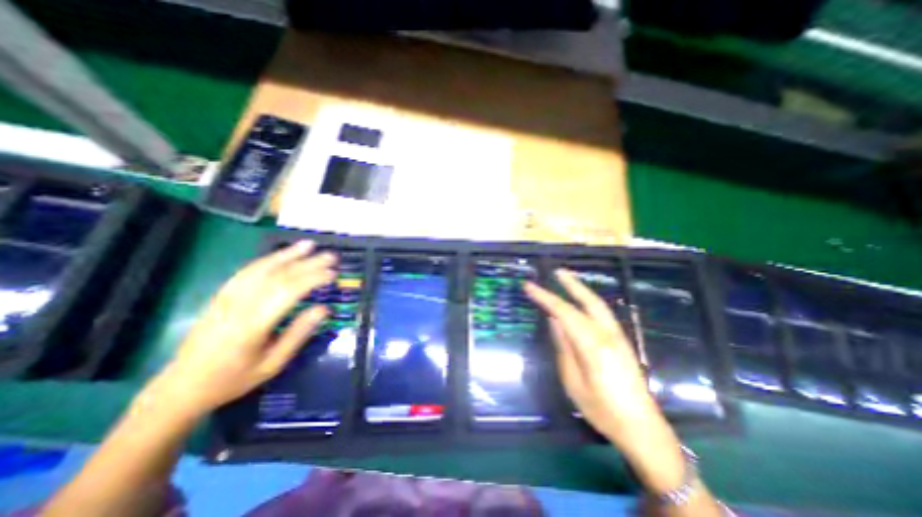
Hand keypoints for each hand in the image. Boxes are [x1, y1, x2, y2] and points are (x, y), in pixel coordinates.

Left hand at [152, 240, 336, 417]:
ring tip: (309, 245)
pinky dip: (267, 260)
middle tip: (331, 256)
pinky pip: (246, 272)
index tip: (333, 274)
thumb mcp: (273, 363)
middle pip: (278, 276)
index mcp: (253, 325)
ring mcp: (226, 298)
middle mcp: (238, 305)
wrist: (181, 387)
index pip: (288, 292)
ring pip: (261, 268)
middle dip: (307, 263)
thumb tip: (324, 309)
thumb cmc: (233, 379)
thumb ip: (299, 334)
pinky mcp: (220, 296)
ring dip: (288, 254)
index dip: (313, 279)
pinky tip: (281, 255)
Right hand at [521, 270, 658, 439]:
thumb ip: (564, 348)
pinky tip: (582, 302)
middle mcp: (608, 334)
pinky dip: (590, 301)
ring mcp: (618, 336)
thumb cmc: (602, 409)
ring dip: (582, 289)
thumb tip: (554, 321)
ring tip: (567, 280)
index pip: (564, 312)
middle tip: (556, 271)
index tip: (529, 286)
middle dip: (571, 283)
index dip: (545, 297)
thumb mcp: (574, 382)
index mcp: (593, 344)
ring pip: (598, 304)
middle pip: (588, 300)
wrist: (642, 427)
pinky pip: (603, 313)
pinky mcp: (622, 341)